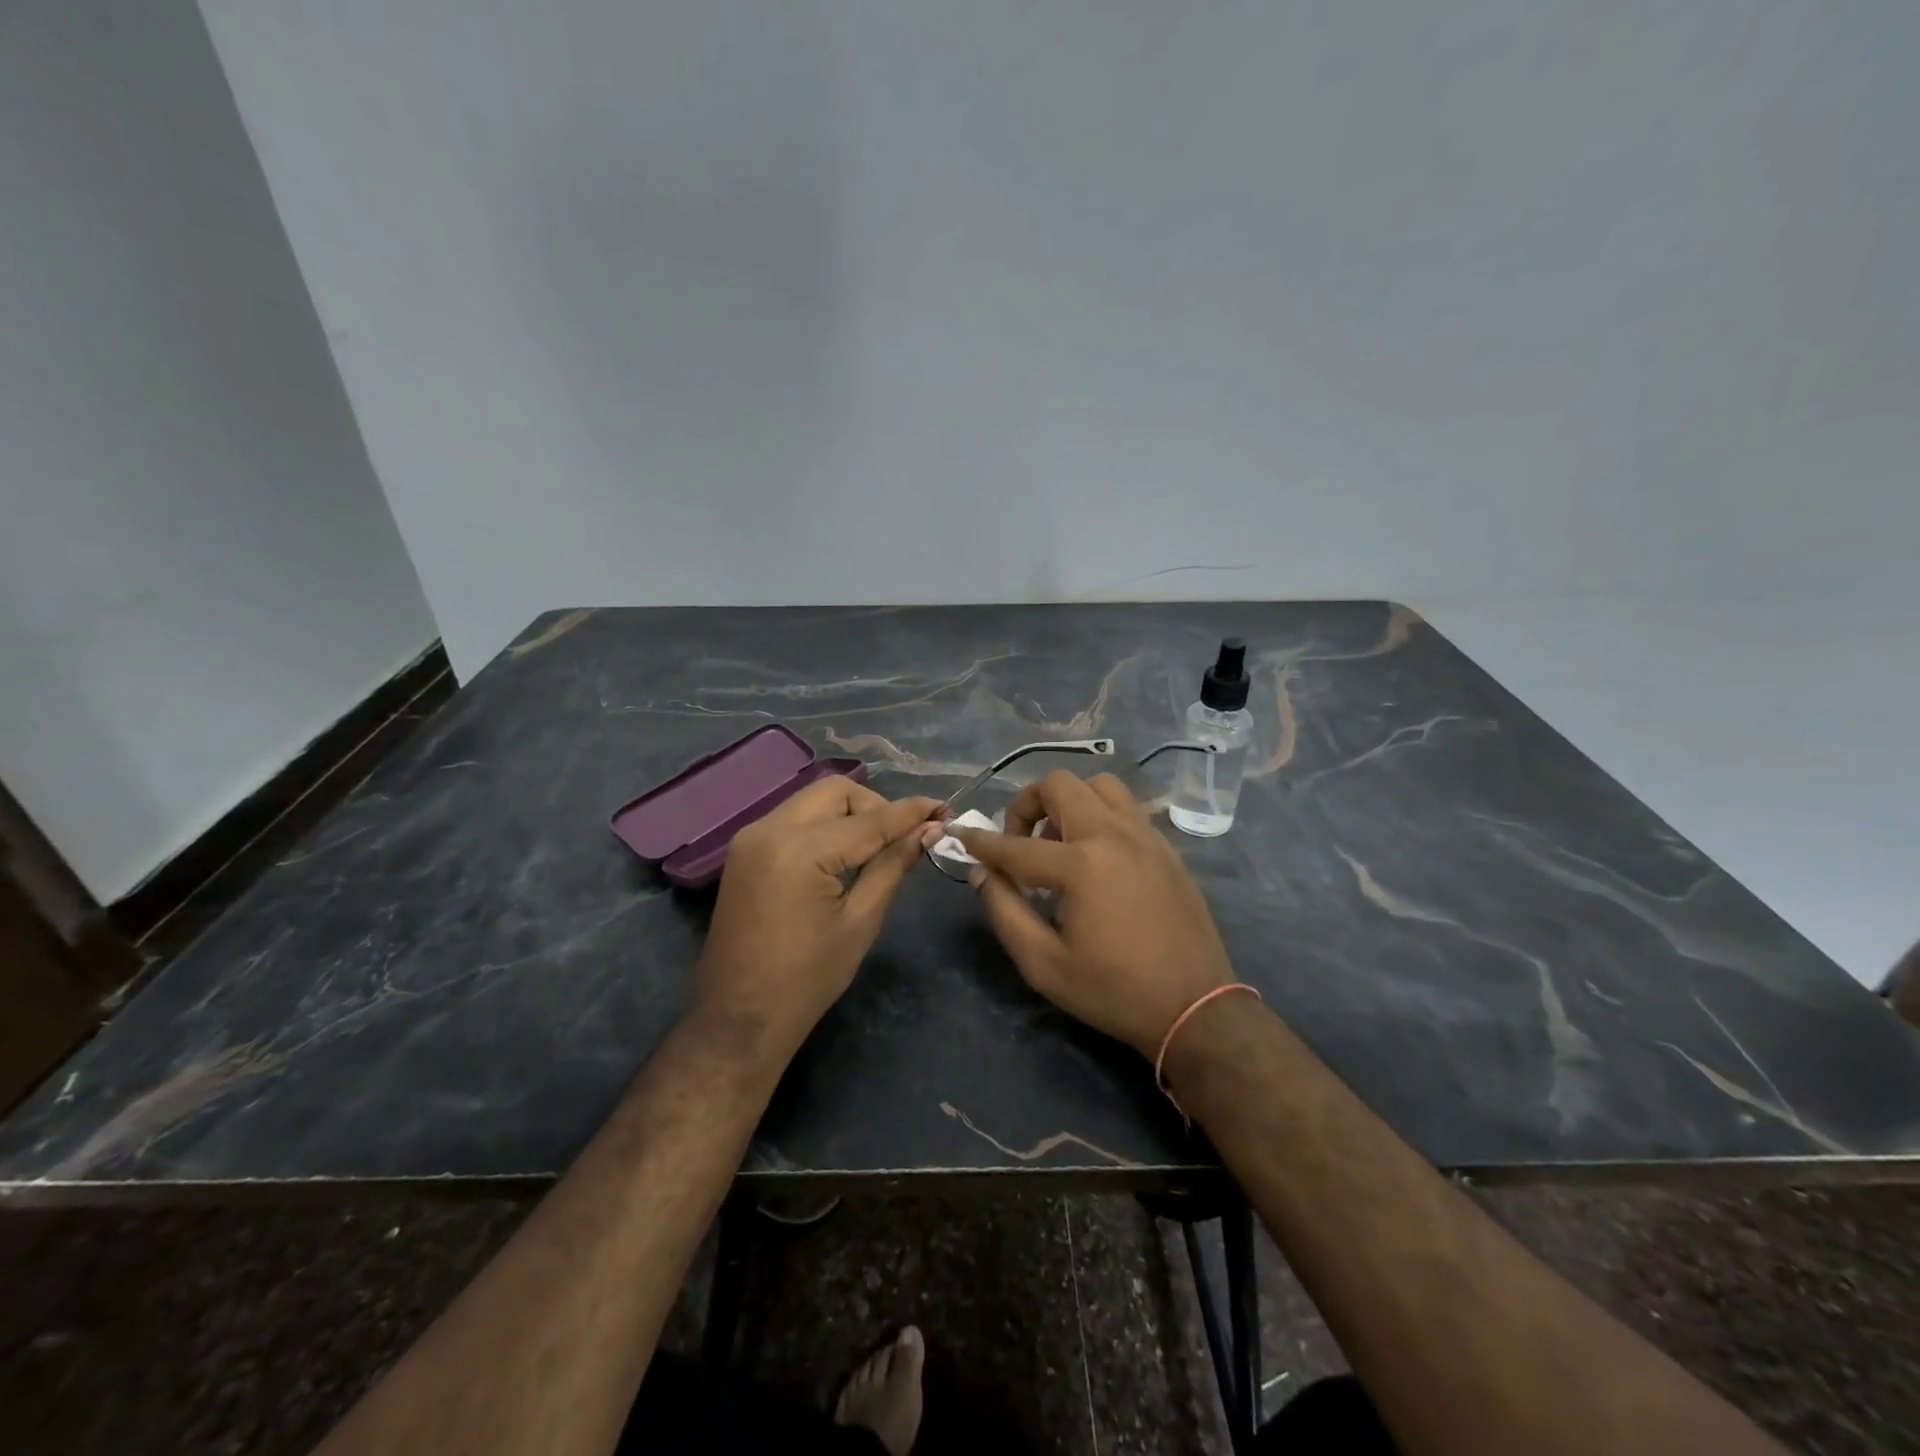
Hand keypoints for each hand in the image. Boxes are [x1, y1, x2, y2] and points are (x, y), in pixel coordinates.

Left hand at [695, 778, 943, 1057]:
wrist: (740, 1016)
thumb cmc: (808, 979)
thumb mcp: (861, 921)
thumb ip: (893, 865)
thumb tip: (928, 830)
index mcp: (801, 851)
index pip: (870, 819)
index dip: (911, 813)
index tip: (944, 809)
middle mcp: (770, 829)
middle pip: (837, 791)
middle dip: (875, 806)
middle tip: (901, 838)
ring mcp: (751, 837)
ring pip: (813, 800)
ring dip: (849, 813)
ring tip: (874, 848)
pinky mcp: (745, 849)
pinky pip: (793, 818)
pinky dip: (823, 825)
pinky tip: (841, 855)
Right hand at [954, 771, 1234, 1057]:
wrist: (1195, 1007)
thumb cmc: (1113, 991)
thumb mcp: (1044, 964)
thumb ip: (1005, 911)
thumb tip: (983, 873)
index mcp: (1081, 865)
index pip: (1015, 845)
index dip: (981, 842)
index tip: (960, 836)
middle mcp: (1113, 835)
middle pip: (1059, 785)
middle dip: (1027, 806)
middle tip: (1020, 844)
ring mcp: (1145, 835)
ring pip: (1098, 785)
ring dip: (1069, 803)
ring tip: (1060, 845)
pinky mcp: (1166, 847)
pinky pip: (1126, 808)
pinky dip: (1100, 816)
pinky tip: (1096, 858)